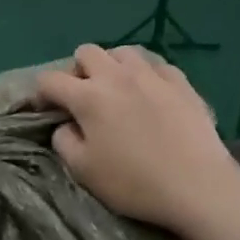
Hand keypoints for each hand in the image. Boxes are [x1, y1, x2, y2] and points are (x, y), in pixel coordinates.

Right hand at [35, 45, 239, 234]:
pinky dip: (145, 75)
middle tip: (84, 98)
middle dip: (77, 71)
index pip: (50, 80)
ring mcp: (152, 75)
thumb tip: (66, 125)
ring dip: (112, 67)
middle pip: (86, 52)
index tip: (47, 111)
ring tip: (118, 90)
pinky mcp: (181, 82)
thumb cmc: (133, 182)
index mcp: (88, 97)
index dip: (42, 94)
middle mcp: (117, 76)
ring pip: (122, 52)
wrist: (198, 186)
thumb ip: (64, 141)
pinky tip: (150, 94)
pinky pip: (156, 65)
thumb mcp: (83, 171)